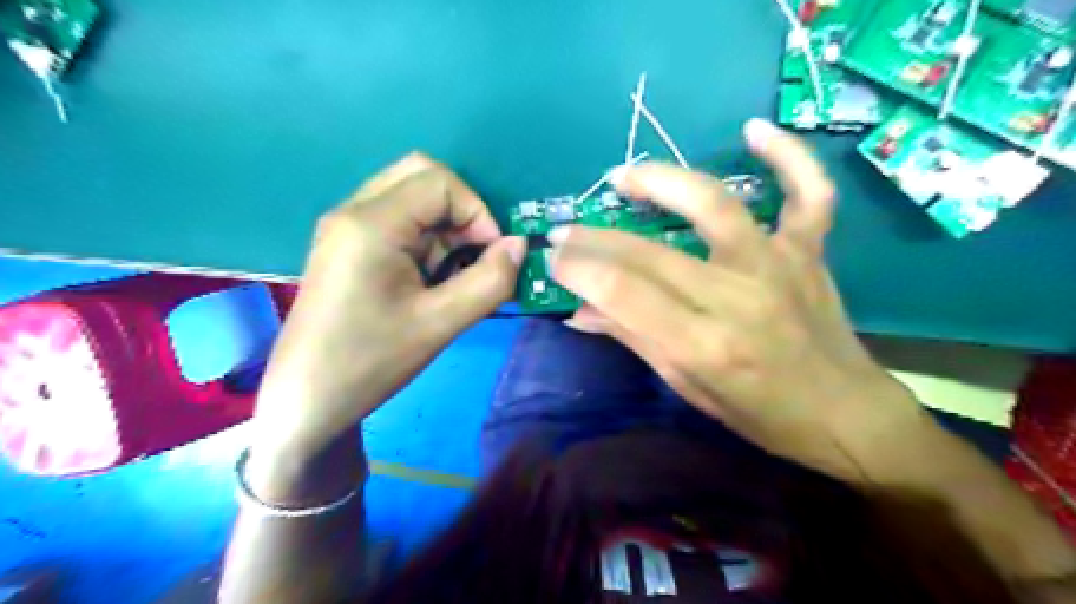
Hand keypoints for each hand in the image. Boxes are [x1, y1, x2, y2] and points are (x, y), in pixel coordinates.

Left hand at [251, 153, 522, 460]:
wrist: (307, 398)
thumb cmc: (370, 361)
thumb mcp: (440, 324)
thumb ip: (490, 281)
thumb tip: (519, 245)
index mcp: (372, 223)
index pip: (441, 182)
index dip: (478, 213)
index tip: (490, 257)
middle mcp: (354, 210)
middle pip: (421, 174)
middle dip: (461, 210)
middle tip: (472, 255)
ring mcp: (346, 226)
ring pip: (410, 194)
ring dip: (444, 225)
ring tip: (451, 271)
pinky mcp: (346, 244)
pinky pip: (396, 218)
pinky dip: (425, 236)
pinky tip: (428, 276)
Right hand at [549, 121, 928, 480]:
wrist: (843, 413)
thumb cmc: (759, 413)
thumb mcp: (687, 386)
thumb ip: (633, 339)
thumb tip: (579, 312)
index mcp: (705, 344)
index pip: (624, 293)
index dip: (579, 270)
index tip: (553, 257)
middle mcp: (739, 297)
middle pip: (652, 253)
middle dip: (596, 238)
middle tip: (565, 230)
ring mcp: (778, 265)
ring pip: (715, 205)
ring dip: (663, 182)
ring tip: (624, 176)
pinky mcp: (809, 251)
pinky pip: (807, 193)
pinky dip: (788, 157)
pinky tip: (754, 131)